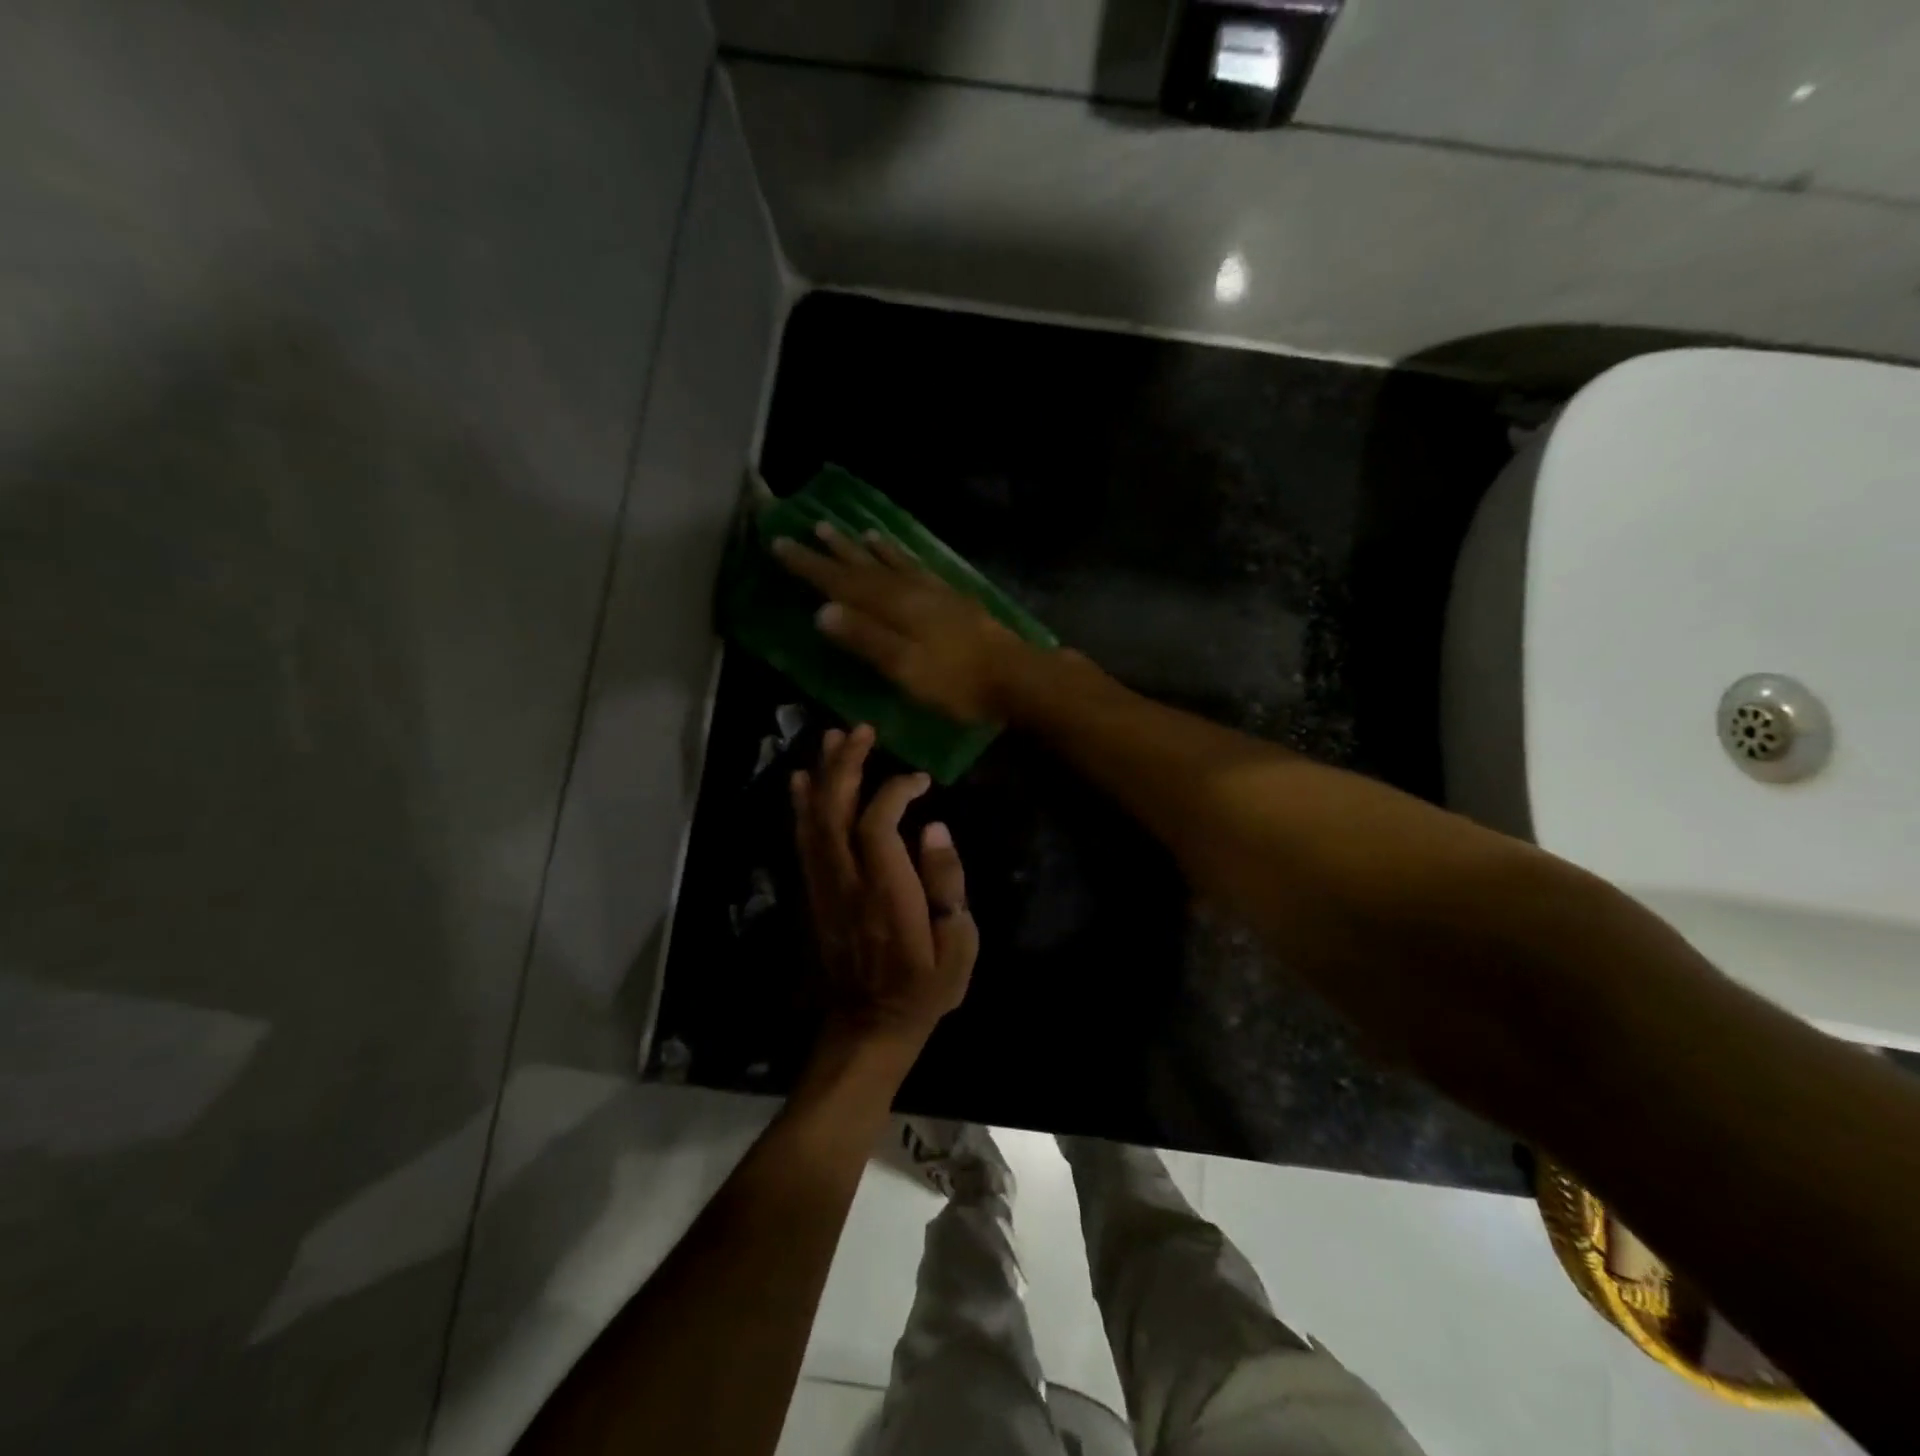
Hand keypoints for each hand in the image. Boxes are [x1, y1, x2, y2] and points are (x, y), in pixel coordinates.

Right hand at [772, 522, 1030, 722]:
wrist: (1016, 677)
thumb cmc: (957, 682)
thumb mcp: (906, 668)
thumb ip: (866, 639)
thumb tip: (822, 612)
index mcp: (894, 607)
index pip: (842, 583)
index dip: (810, 566)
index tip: (779, 544)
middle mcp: (910, 590)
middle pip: (864, 566)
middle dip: (832, 551)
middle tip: (806, 528)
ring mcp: (934, 592)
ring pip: (891, 562)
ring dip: (865, 548)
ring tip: (845, 530)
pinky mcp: (952, 599)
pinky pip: (917, 567)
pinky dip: (900, 556)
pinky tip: (898, 553)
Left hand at [791, 724, 979, 1052]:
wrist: (869, 1026)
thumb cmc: (923, 988)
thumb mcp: (958, 947)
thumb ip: (947, 885)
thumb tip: (936, 829)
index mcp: (886, 895)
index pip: (877, 825)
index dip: (894, 791)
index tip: (920, 778)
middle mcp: (847, 883)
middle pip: (836, 812)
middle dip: (847, 766)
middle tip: (861, 729)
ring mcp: (824, 888)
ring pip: (814, 821)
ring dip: (823, 776)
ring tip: (833, 738)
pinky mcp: (814, 893)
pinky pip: (803, 841)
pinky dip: (802, 807)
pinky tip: (804, 781)